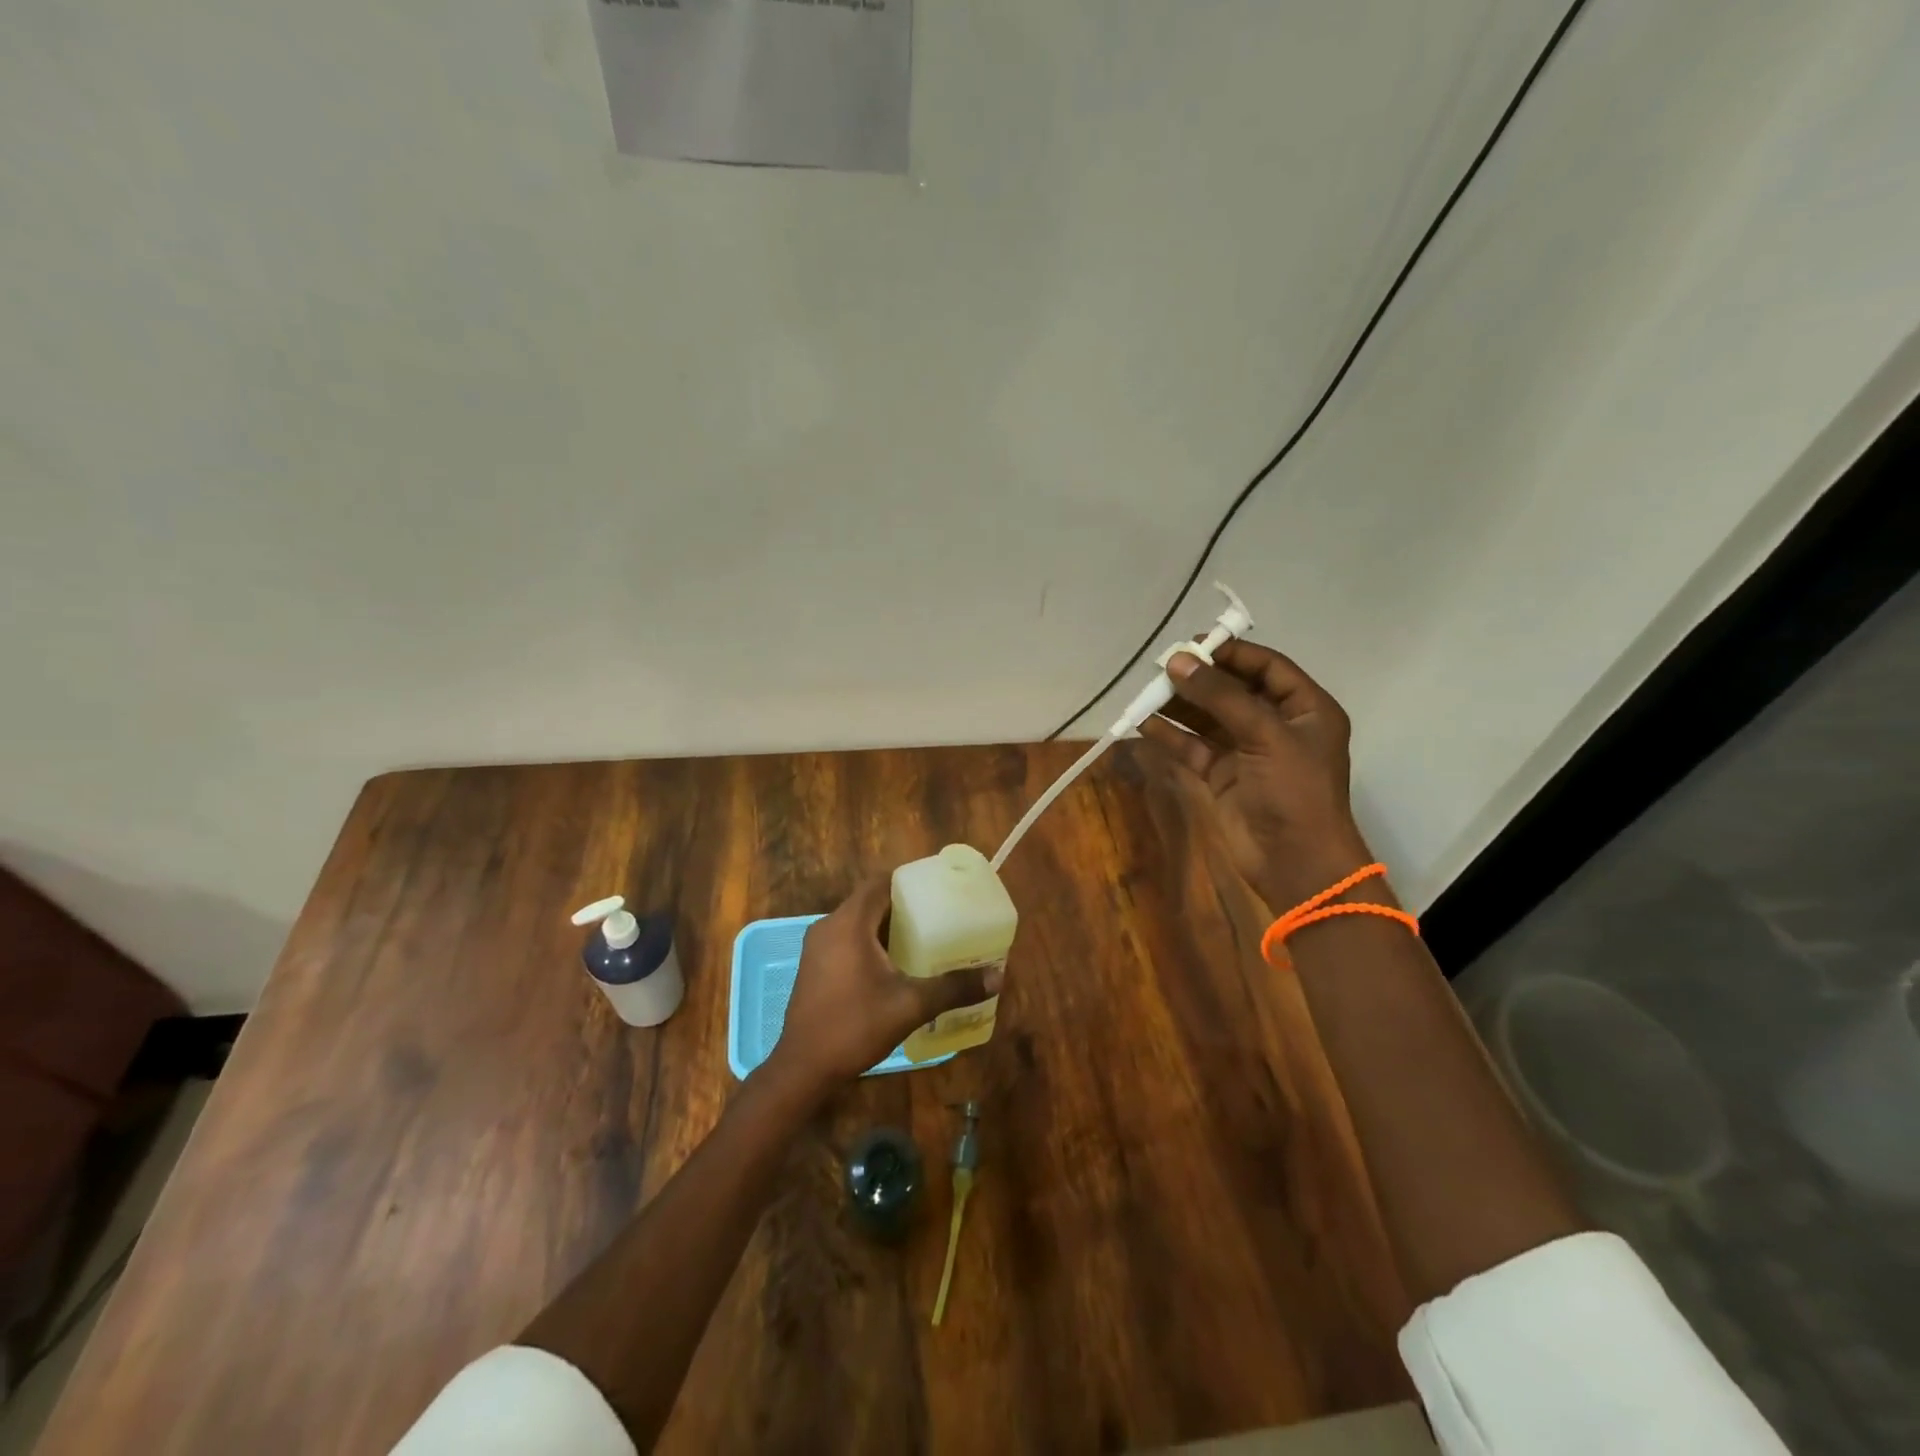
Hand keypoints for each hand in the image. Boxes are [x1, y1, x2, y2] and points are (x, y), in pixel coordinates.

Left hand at [765, 875, 1002, 1097]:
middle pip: (870, 901)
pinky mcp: (814, 967)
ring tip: (924, 937)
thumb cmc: (854, 1026)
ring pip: (858, 922)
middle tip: (939, 914)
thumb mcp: (910, 1005)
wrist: (803, 1069)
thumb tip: (998, 977)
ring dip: (887, 926)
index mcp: (848, 923)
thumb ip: (953, 987)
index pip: (880, 882)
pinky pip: (847, 940)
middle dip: (904, 905)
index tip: (937, 887)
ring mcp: (817, 947)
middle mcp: (828, 926)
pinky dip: (871, 942)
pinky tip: (896, 964)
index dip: (908, 880)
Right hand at [1138, 639, 1376, 909]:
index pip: (1267, 667)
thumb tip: (1178, 661)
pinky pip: (1193, 747)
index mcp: (1305, 709)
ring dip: (1180, 705)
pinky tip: (1144, 724)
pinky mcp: (1223, 776)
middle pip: (1234, 690)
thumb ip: (1220, 696)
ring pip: (1209, 718)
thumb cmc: (1293, 791)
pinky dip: (1171, 736)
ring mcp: (1248, 752)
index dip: (1232, 653)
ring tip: (1148, 692)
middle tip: (1162, 667)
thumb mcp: (1264, 735)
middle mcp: (1277, 725)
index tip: (1193, 643)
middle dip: (1199, 678)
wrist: (1295, 862)